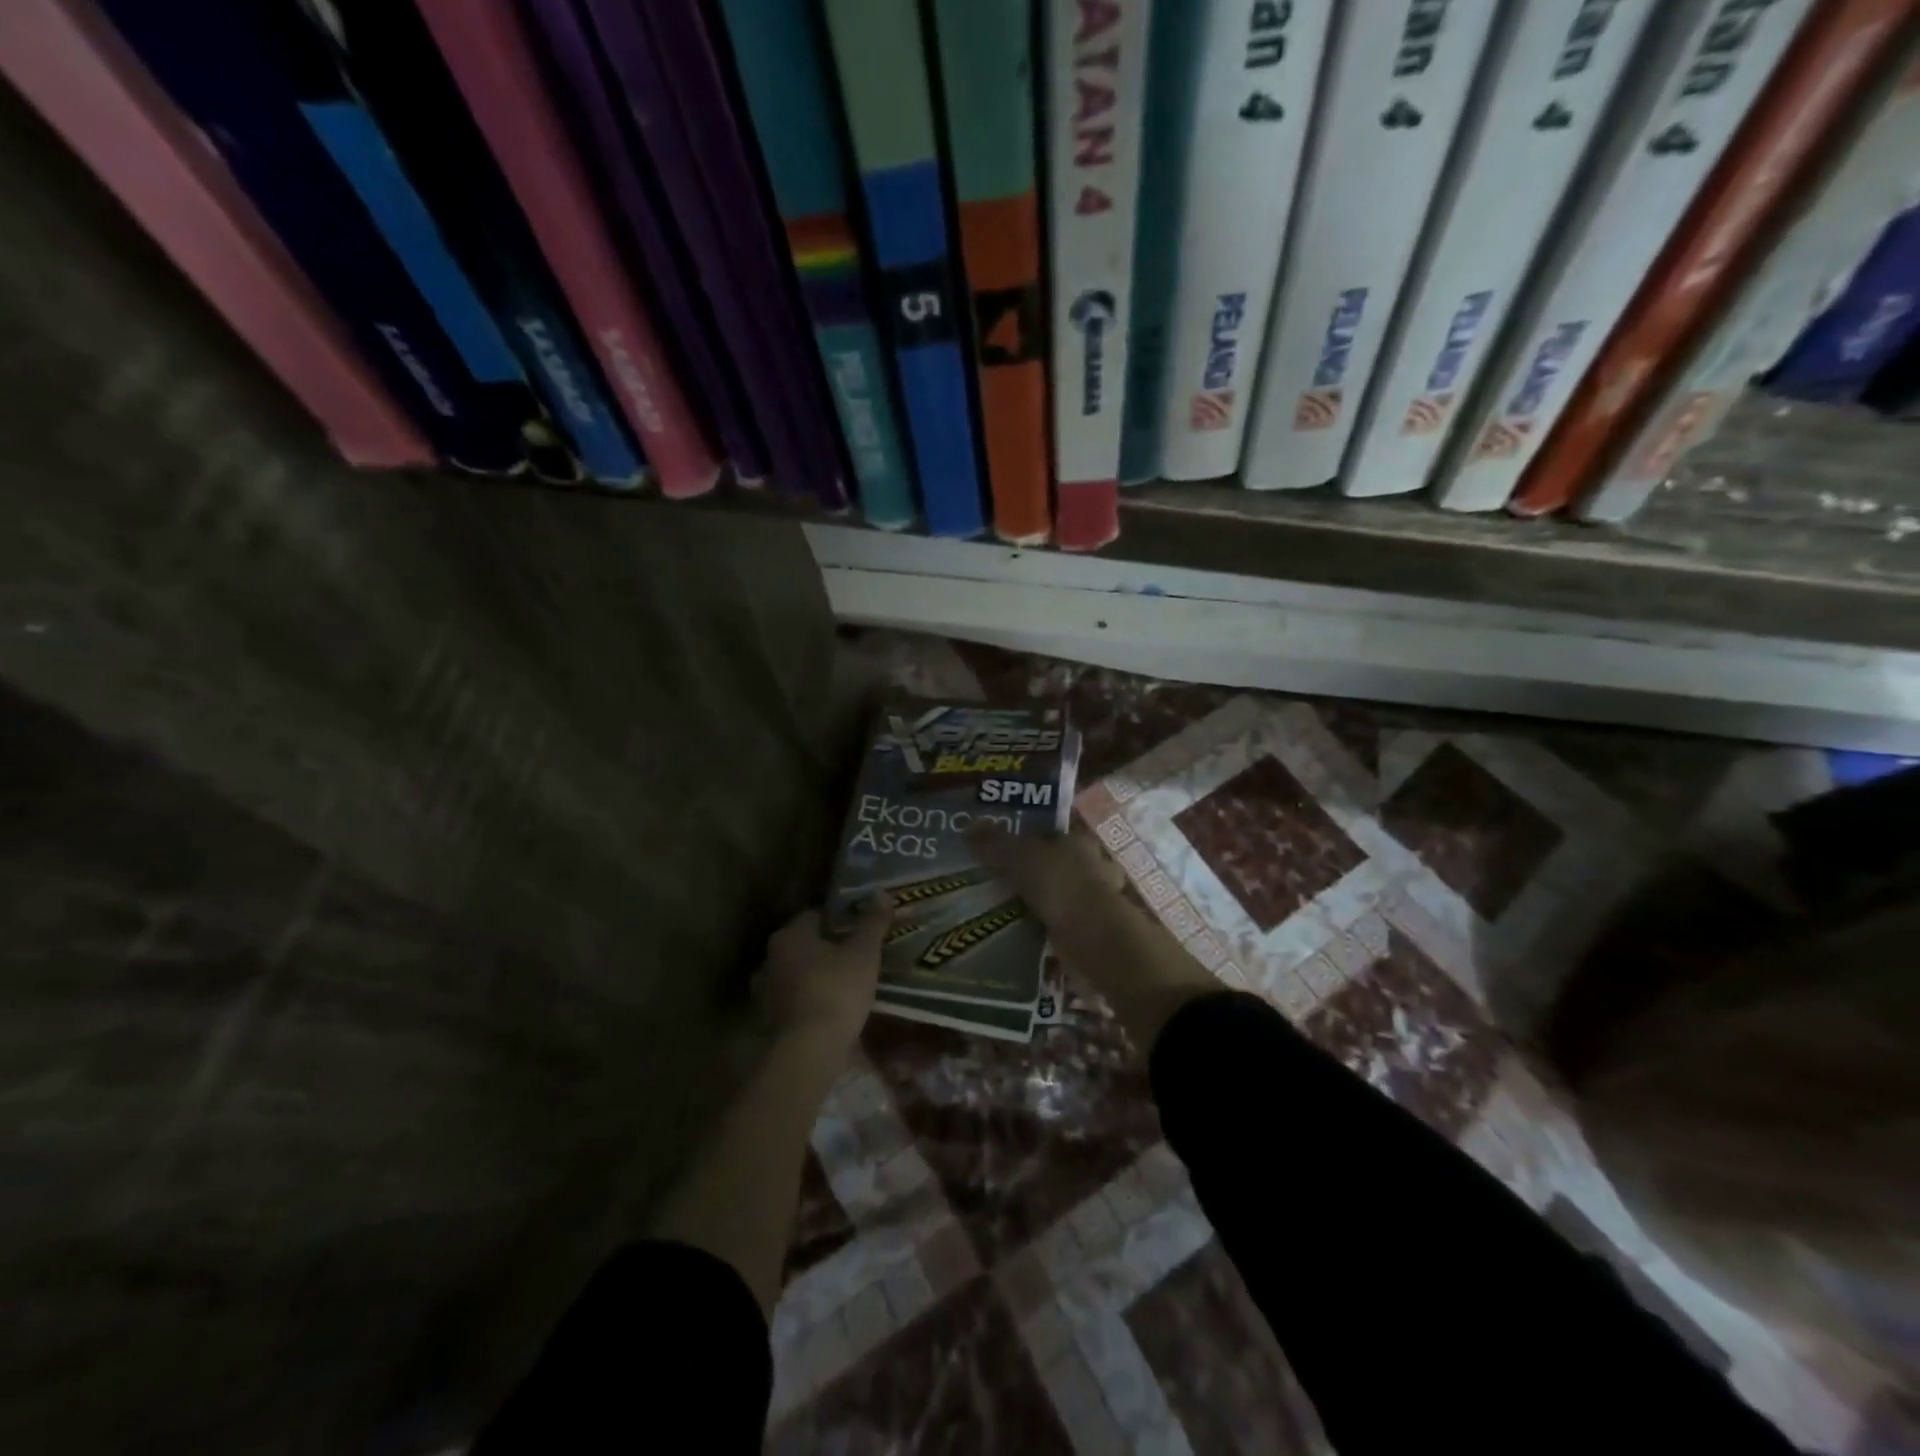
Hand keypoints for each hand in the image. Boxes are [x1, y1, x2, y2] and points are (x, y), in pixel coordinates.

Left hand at [753, 896, 891, 1054]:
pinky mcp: (771, 1019)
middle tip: (857, 954)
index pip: (815, 915)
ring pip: (798, 972)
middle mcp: (771, 958)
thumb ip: (872, 923)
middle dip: (828, 948)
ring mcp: (766, 990)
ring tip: (847, 982)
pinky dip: (811, 999)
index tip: (860, 928)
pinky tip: (833, 1007)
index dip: (839, 919)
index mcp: (790, 935)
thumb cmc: (836, 991)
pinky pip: (796, 999)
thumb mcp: (864, 953)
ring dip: (818, 975)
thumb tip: (882, 893)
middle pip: (805, 944)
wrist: (809, 1051)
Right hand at [968, 820, 1125, 925]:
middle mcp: (1093, 866)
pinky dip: (1048, 926)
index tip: (1008, 848)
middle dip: (1039, 872)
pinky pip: (1063, 922)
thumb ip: (994, 842)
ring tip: (1011, 908)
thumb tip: (969, 826)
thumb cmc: (1058, 882)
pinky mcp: (1093, 929)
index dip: (1032, 839)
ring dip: (1045, 901)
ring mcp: (1097, 900)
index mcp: (1078, 841)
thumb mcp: (1018, 855)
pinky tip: (1027, 931)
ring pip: (1064, 894)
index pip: (1054, 834)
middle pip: (1060, 864)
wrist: (1090, 934)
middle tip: (1006, 880)